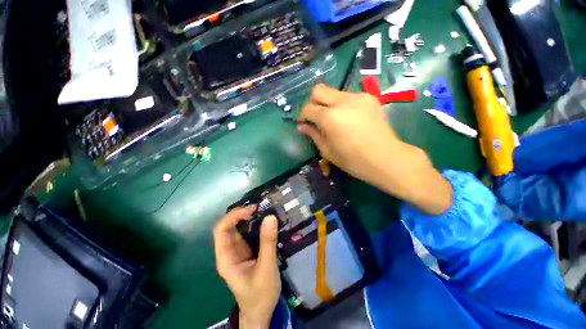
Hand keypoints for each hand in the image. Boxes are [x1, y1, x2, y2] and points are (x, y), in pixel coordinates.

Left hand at [213, 205, 280, 327]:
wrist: (260, 312)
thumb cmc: (260, 295)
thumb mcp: (266, 269)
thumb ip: (268, 242)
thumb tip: (270, 217)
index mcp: (226, 258)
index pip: (221, 230)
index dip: (234, 216)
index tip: (252, 210)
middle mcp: (229, 251)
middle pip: (228, 226)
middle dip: (241, 213)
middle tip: (260, 207)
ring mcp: (238, 251)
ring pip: (238, 228)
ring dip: (249, 218)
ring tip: (264, 210)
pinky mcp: (247, 251)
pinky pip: (248, 233)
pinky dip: (255, 224)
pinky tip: (265, 221)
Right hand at [298, 84, 451, 214]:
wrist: (385, 158)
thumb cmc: (352, 160)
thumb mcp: (327, 150)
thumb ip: (313, 134)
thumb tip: (302, 126)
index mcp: (329, 117)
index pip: (308, 108)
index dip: (301, 115)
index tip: (302, 123)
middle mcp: (342, 101)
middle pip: (318, 90)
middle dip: (312, 102)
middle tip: (314, 117)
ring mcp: (358, 97)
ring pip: (334, 92)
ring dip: (327, 103)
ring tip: (332, 119)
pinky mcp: (369, 97)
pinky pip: (348, 96)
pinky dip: (341, 104)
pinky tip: (347, 118)